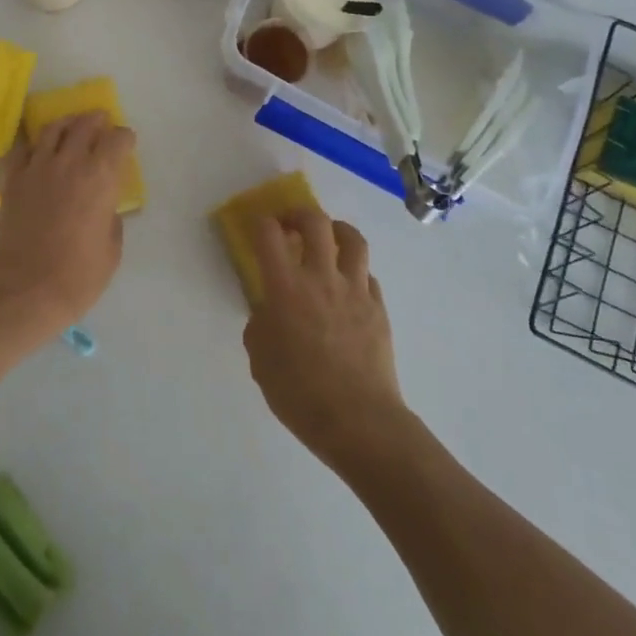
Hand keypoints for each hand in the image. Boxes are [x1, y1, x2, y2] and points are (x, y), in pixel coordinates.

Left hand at [0, 111, 134, 335]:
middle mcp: (71, 162)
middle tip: (101, 123)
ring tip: (72, 125)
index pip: (118, 139)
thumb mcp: (112, 249)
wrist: (26, 290)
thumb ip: (111, 219)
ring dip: (67, 123)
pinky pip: (22, 147)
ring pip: (53, 128)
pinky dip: (31, 140)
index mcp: (101, 178)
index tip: (126, 143)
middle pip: (85, 125)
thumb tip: (105, 207)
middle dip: (97, 120)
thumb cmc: (78, 276)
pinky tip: (36, 143)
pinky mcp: (14, 178)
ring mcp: (38, 167)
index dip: (125, 138)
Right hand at [244, 211, 407, 469]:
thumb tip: (269, 314)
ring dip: (336, 230)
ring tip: (328, 237)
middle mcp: (321, 278)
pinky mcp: (379, 308)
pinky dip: (356, 272)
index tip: (257, 227)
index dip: (260, 223)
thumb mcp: (261, 360)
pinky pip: (368, 276)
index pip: (268, 234)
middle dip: (299, 213)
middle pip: (315, 222)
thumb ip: (260, 327)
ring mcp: (355, 290)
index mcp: (286, 288)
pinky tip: (348, 286)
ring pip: (352, 239)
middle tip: (290, 223)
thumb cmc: (300, 393)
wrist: (359, 421)